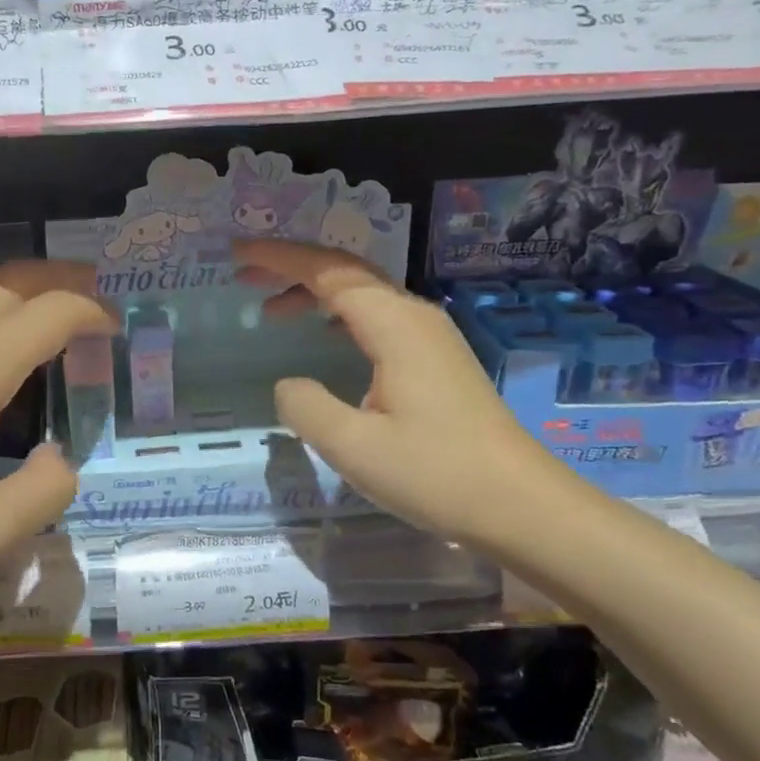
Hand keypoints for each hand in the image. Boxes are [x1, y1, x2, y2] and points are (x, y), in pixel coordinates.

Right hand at [235, 238, 570, 552]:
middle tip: (245, 277)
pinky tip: (325, 334)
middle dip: (292, 267)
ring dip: (315, 292)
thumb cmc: (437, 474)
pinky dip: (340, 314)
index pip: (327, 272)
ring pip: (363, 294)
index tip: (237, 254)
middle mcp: (414, 316)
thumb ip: (306, 406)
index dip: (278, 258)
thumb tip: (288, 385)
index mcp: (394, 325)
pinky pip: (378, 317)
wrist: (522, 506)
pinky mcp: (437, 358)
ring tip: (272, 308)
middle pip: (346, 272)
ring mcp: (431, 336)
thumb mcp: (354, 447)